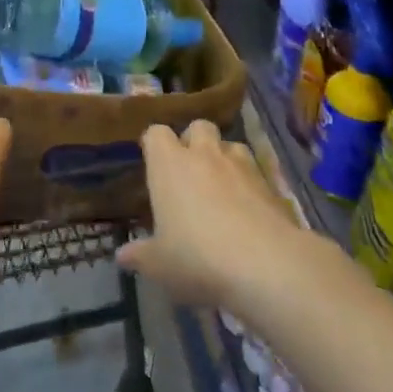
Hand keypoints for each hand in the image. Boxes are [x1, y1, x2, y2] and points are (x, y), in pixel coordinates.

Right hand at [117, 121, 303, 307]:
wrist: (265, 265)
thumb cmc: (198, 257)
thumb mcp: (159, 265)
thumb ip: (140, 255)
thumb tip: (122, 256)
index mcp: (169, 164)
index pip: (156, 133)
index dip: (154, 145)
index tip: (153, 163)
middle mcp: (203, 154)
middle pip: (197, 127)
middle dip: (193, 141)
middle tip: (190, 171)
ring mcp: (240, 165)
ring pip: (230, 144)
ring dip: (224, 158)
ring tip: (222, 186)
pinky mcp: (270, 183)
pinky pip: (255, 171)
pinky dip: (250, 183)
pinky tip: (249, 210)